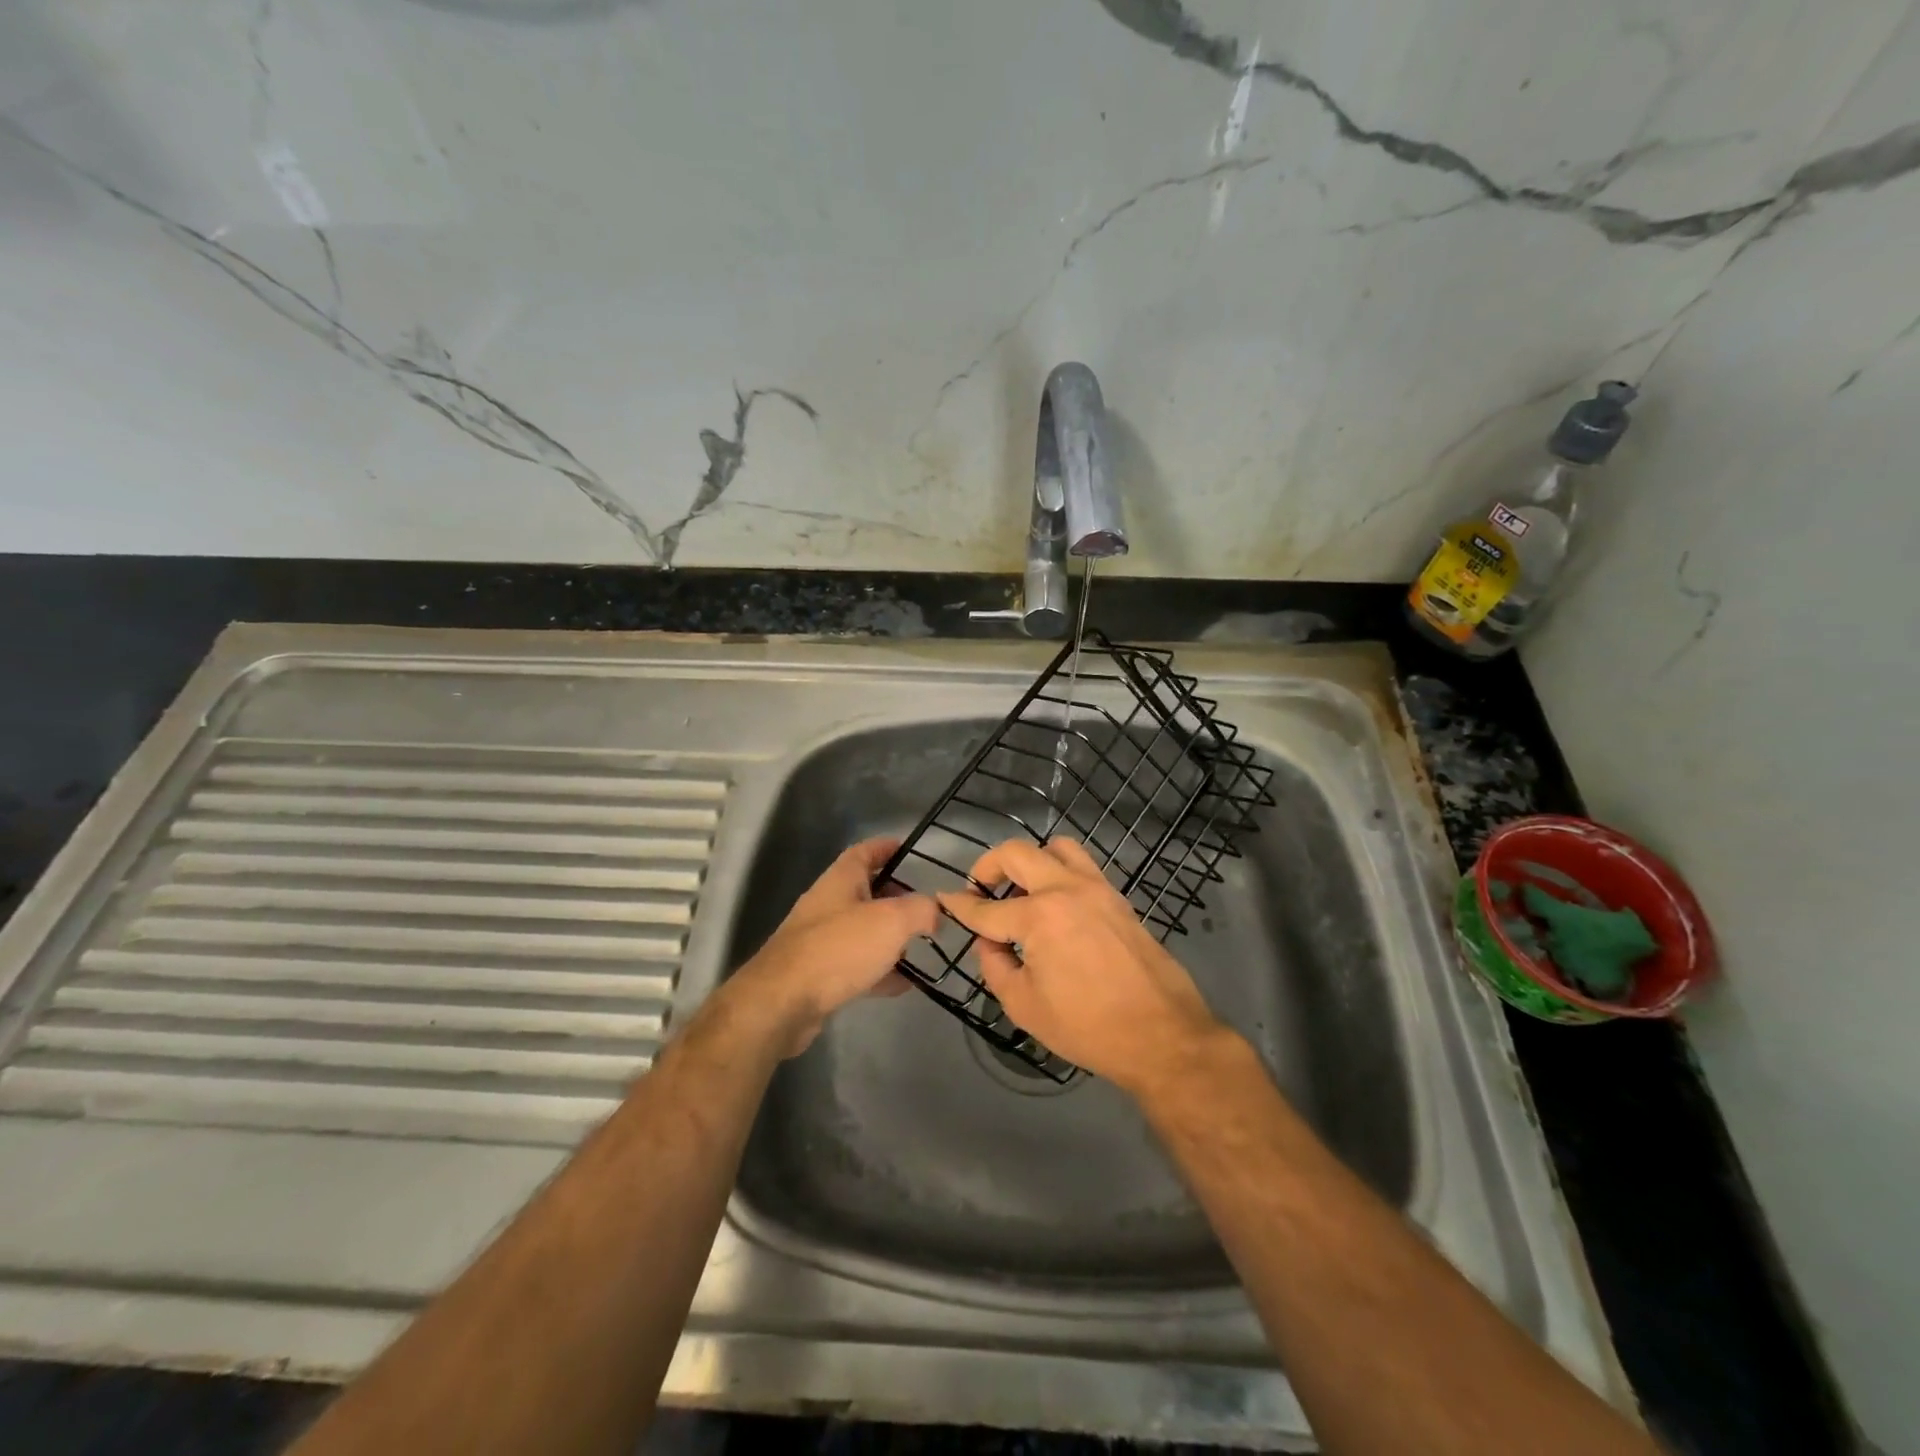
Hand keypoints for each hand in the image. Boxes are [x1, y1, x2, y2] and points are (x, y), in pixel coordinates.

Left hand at [726, 837, 937, 1057]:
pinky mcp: (818, 974)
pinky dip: (880, 971)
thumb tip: (936, 912)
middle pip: (866, 891)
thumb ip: (921, 911)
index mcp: (841, 880)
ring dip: (889, 937)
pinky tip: (903, 984)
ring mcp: (820, 940)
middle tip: (924, 908)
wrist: (783, 1002)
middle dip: (895, 897)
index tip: (910, 850)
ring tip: (921, 947)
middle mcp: (828, 904)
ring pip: (862, 931)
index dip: (887, 848)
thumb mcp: (892, 921)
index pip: (865, 852)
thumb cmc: (839, 948)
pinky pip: (856, 965)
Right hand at [936, 838, 1231, 1096]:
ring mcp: (1096, 888)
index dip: (960, 906)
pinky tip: (1055, 904)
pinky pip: (1082, 866)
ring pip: (1056, 847)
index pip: (986, 909)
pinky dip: (1060, 872)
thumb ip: (995, 966)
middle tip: (980, 890)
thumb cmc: (1088, 1027)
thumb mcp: (1025, 1006)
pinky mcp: (1118, 897)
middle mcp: (1066, 889)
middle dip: (988, 866)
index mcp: (1039, 917)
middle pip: (1016, 853)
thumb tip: (990, 942)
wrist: (1162, 1034)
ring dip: (1030, 861)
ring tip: (1021, 889)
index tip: (945, 900)